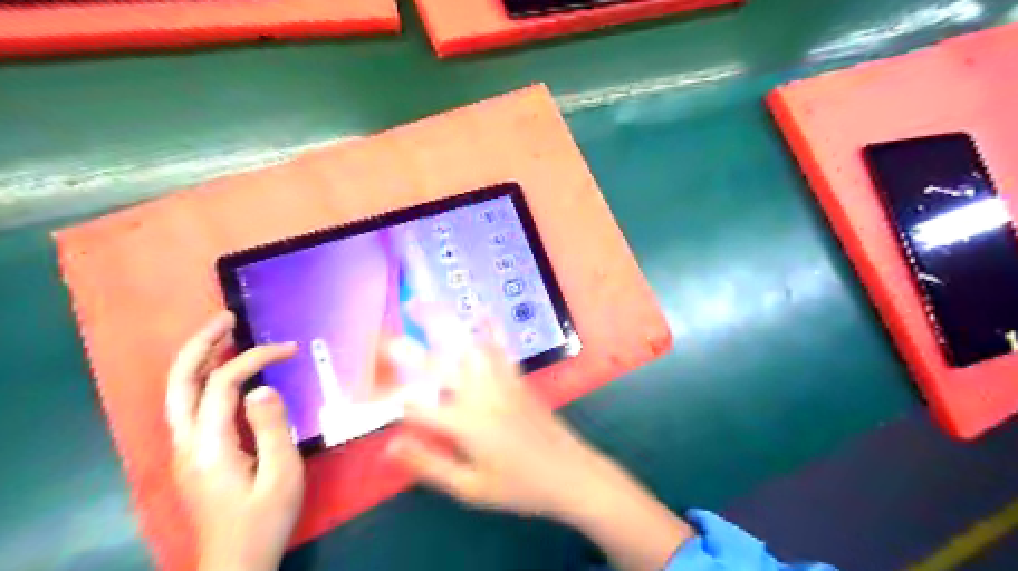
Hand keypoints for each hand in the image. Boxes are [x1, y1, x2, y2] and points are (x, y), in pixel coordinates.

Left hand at [166, 311, 301, 570]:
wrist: (236, 561)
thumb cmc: (265, 518)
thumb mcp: (281, 474)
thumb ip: (272, 429)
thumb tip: (263, 388)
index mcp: (209, 447)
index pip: (224, 384)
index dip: (255, 359)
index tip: (289, 349)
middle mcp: (186, 443)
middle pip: (180, 382)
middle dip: (200, 345)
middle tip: (226, 318)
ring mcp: (185, 450)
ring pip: (179, 393)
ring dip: (198, 358)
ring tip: (223, 334)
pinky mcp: (193, 455)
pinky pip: (191, 405)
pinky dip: (204, 378)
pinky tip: (224, 372)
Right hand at [386, 317, 695, 569]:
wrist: (571, 475)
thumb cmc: (520, 488)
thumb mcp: (471, 489)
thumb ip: (429, 465)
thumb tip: (388, 446)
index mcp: (465, 424)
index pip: (416, 407)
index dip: (388, 403)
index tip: (365, 397)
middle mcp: (480, 395)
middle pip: (438, 366)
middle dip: (405, 350)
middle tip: (379, 335)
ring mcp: (502, 382)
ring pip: (467, 345)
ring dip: (442, 323)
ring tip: (420, 305)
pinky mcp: (518, 379)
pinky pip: (500, 348)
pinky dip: (489, 328)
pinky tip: (481, 310)